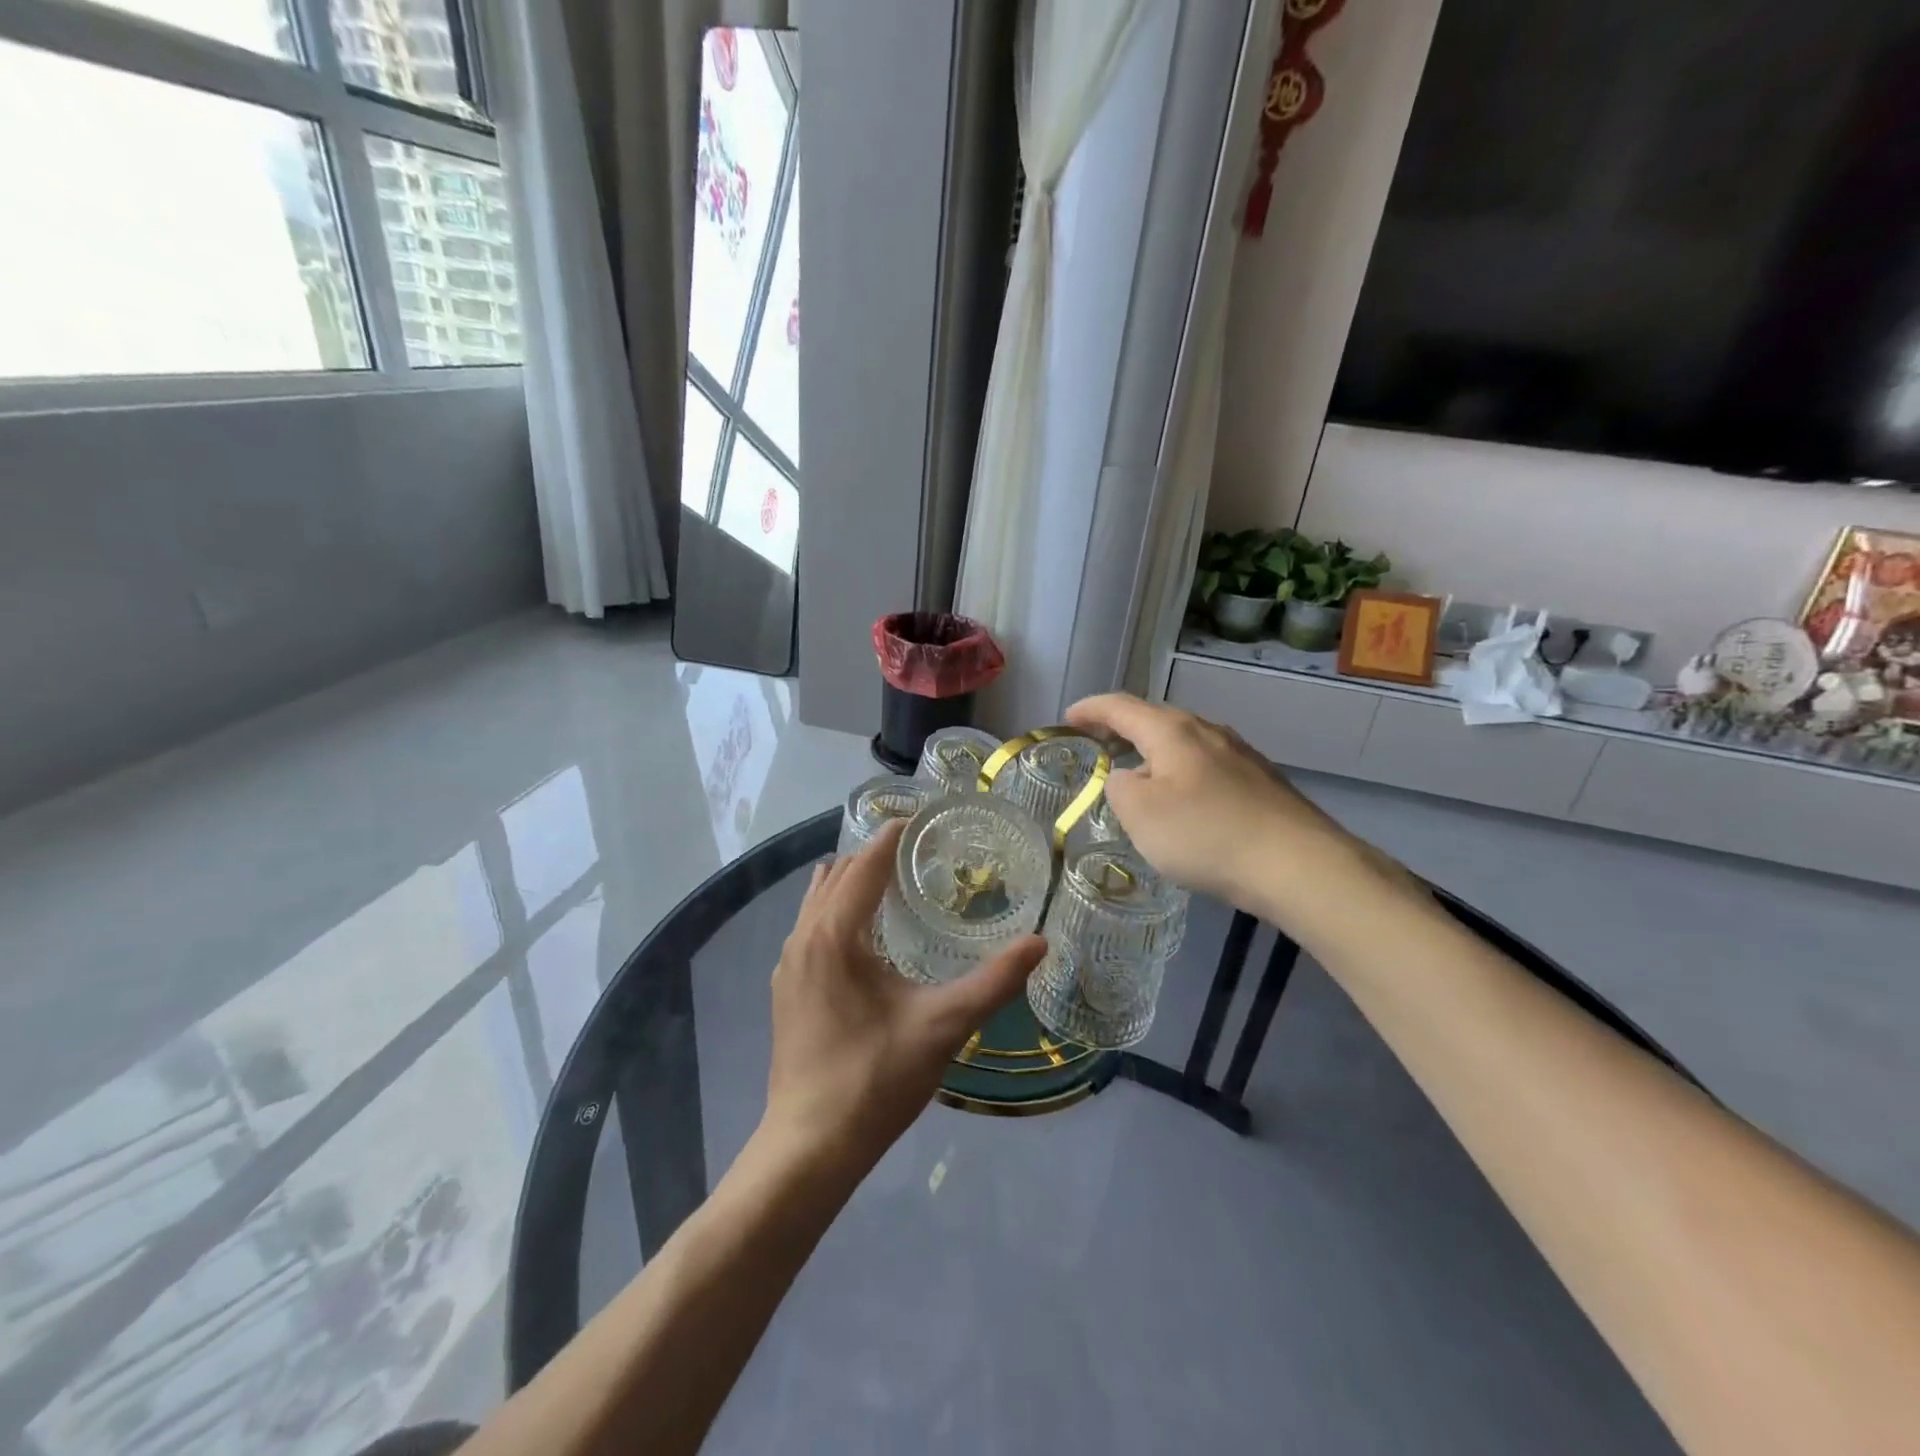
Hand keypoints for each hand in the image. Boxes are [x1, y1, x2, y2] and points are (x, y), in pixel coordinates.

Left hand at [763, 820, 1045, 1169]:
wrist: (809, 1146)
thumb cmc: (875, 1079)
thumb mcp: (944, 1027)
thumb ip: (994, 982)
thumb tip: (1040, 943)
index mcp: (835, 934)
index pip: (866, 863)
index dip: (894, 835)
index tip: (925, 818)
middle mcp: (803, 937)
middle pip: (838, 874)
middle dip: (875, 854)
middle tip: (921, 852)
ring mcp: (788, 964)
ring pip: (818, 900)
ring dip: (852, 881)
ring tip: (895, 882)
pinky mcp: (786, 989)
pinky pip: (810, 926)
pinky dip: (836, 910)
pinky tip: (866, 936)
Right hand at [1065, 692, 1348, 908]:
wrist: (1298, 865)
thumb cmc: (1206, 834)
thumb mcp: (1140, 814)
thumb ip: (1120, 788)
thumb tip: (1129, 777)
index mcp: (1172, 731)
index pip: (1121, 707)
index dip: (1090, 710)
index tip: (1067, 718)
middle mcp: (1208, 731)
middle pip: (1156, 720)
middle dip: (1123, 730)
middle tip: (1098, 746)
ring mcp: (1240, 755)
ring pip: (1185, 744)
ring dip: (1154, 754)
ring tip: (1138, 775)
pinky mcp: (1261, 782)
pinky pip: (1207, 767)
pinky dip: (1181, 774)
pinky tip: (1184, 803)